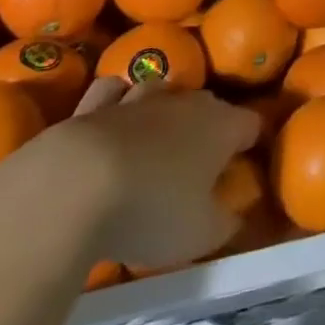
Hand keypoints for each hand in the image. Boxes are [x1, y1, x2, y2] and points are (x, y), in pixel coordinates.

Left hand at [34, 80, 260, 271]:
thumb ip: (226, 223)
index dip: (250, 142)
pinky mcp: (93, 105)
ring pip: (163, 90)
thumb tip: (236, 215)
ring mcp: (139, 98)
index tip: (242, 165)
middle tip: (198, 163)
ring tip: (155, 138)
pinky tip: (112, 121)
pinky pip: (113, 92)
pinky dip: (115, 101)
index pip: (251, 124)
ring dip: (164, 109)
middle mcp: (187, 102)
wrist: (73, 186)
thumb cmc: (151, 210)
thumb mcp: (201, 235)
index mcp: (222, 126)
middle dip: (208, 126)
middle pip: (209, 104)